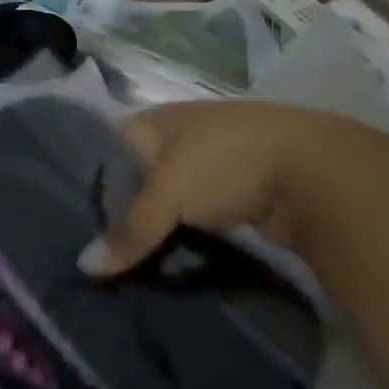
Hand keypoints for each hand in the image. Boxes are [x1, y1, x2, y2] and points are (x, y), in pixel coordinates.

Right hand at [79, 102, 334, 275]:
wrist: (314, 172)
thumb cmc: (226, 163)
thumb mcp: (169, 193)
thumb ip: (129, 230)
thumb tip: (84, 267)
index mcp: (156, 121)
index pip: (108, 148)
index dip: (91, 182)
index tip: (74, 222)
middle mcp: (180, 136)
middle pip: (138, 179)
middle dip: (123, 213)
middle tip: (97, 254)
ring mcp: (213, 165)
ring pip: (170, 202)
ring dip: (157, 230)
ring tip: (126, 267)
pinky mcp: (237, 195)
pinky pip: (198, 220)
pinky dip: (186, 239)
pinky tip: (169, 263)